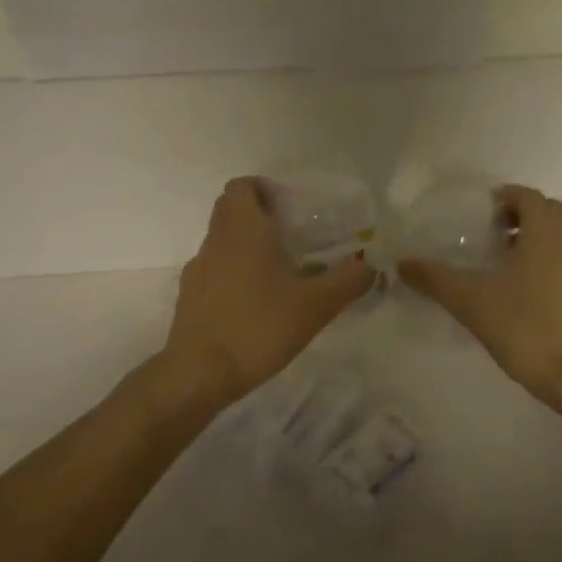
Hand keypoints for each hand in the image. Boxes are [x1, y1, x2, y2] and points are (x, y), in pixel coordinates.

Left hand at [162, 177, 374, 404]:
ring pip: (223, 241)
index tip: (292, 209)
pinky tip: (257, 304)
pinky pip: (215, 270)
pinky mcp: (190, 297)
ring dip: (248, 246)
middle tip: (294, 238)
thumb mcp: (316, 305)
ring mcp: (197, 269)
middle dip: (261, 216)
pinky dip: (235, 274)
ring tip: (281, 274)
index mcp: (243, 230)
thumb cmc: (258, 327)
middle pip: (232, 210)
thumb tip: (371, 266)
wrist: (199, 374)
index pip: (242, 186)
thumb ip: (348, 281)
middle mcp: (215, 241)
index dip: (265, 189)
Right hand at [399, 185, 561, 404]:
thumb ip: (435, 278)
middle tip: (488, 236)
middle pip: (546, 212)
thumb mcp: (470, 300)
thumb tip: (402, 263)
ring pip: (559, 237)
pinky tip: (523, 289)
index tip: (478, 215)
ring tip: (503, 262)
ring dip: (534, 239)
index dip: (502, 198)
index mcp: (545, 230)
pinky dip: (547, 260)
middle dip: (518, 217)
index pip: (527, 195)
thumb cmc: (523, 324)